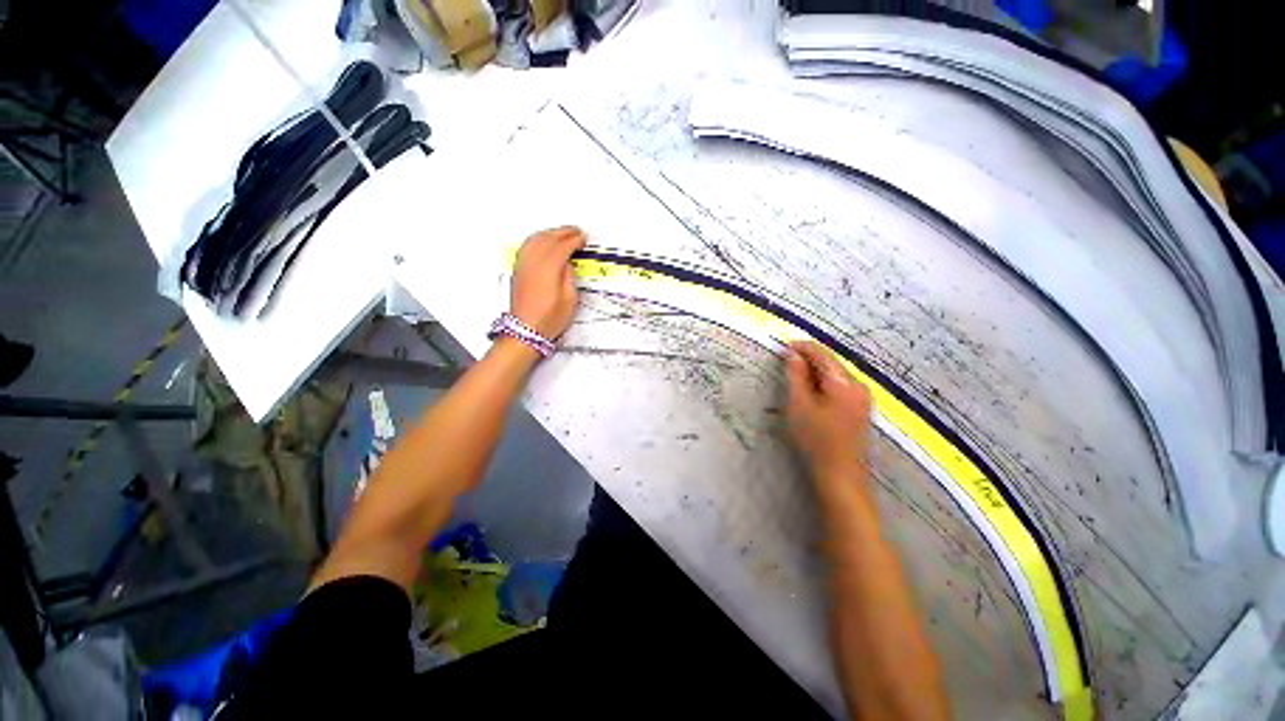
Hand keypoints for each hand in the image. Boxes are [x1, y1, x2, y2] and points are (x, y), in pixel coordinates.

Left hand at [510, 226, 586, 338]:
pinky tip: (542, 241)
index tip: (583, 239)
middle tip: (576, 231)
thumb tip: (568, 263)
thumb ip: (570, 276)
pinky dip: (537, 239)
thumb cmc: (548, 319)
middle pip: (548, 238)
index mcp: (548, 269)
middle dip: (563, 232)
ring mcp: (523, 265)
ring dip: (550, 233)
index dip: (574, 240)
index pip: (562, 246)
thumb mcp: (570, 299)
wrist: (526, 330)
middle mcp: (533, 263)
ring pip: (535, 239)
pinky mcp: (518, 270)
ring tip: (561, 233)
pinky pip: (527, 246)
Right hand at [785, 341, 871, 481]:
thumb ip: (796, 375)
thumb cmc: (816, 439)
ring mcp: (862, 397)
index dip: (802, 347)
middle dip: (808, 359)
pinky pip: (839, 386)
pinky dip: (823, 383)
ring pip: (835, 375)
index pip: (822, 354)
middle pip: (831, 363)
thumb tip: (793, 355)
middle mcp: (858, 385)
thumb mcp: (799, 404)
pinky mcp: (860, 408)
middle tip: (784, 360)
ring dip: (814, 371)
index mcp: (844, 383)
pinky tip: (809, 390)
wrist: (840, 475)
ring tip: (793, 374)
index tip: (783, 345)